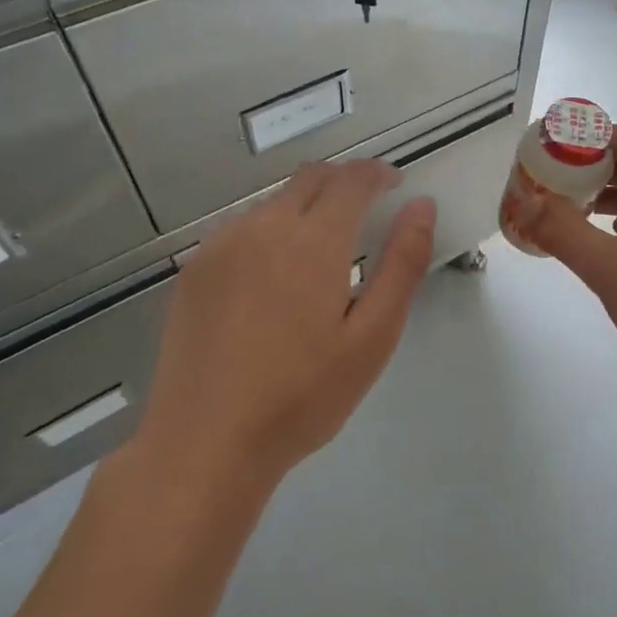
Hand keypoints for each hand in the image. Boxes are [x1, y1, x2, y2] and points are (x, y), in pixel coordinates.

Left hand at [120, 161, 436, 494]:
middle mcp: (264, 227)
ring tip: (324, 251)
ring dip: (307, 206)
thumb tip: (422, 207)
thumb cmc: (303, 396)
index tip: (396, 186)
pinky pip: (243, 227)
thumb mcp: (373, 337)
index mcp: (313, 241)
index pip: (352, 179)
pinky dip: (271, 230)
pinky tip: (275, 277)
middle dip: (345, 182)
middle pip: (311, 178)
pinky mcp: (195, 269)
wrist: (205, 443)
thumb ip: (402, 264)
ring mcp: (221, 245)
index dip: (378, 173)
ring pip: (275, 201)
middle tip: (367, 212)